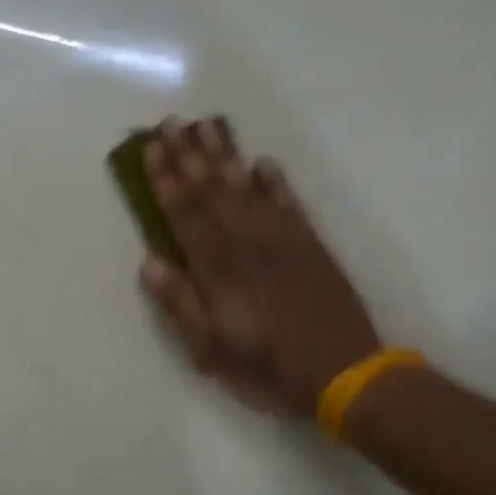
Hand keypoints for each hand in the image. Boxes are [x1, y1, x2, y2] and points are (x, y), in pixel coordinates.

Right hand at [141, 117, 380, 416]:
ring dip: (225, 156)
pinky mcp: (311, 245)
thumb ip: (181, 305)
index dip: (166, 180)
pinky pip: (288, 203)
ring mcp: (283, 240)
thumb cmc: (267, 367)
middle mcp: (248, 244)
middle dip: (189, 155)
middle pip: (213, 191)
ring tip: (208, 126)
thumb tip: (150, 263)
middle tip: (172, 121)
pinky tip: (262, 163)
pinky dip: (274, 181)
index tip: (152, 147)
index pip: (185, 214)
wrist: (345, 373)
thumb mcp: (211, 350)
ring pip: (247, 188)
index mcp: (219, 270)